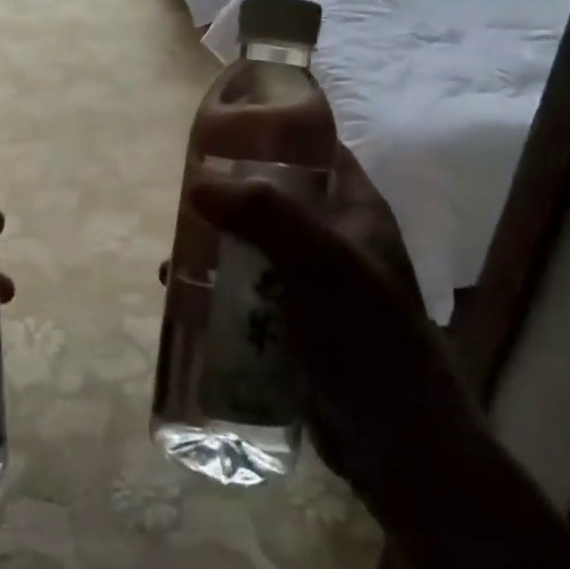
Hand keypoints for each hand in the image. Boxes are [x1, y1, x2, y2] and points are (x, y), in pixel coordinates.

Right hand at [187, 147, 476, 510]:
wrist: (395, 441)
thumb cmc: (366, 337)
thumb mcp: (320, 263)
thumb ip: (263, 215)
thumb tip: (198, 183)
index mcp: (354, 211)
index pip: (316, 148)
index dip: (273, 130)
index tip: (221, 127)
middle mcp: (334, 239)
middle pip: (274, 197)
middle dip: (229, 194)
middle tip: (184, 194)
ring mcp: (313, 283)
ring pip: (254, 245)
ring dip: (216, 244)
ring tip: (175, 249)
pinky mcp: (293, 322)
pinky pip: (247, 290)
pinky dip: (216, 286)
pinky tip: (182, 294)